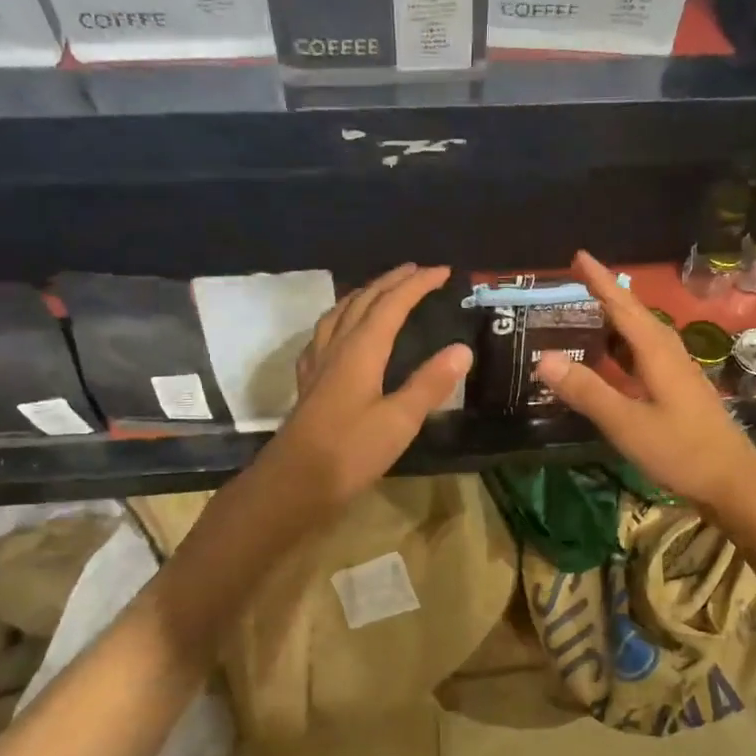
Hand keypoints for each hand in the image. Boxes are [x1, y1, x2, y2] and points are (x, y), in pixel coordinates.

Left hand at [264, 263, 471, 513]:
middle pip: (363, 302)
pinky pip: (324, 335)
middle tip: (416, 271)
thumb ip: (430, 383)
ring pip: (339, 314)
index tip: (443, 272)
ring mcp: (318, 365)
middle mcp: (336, 348)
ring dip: (363, 295)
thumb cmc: (349, 453)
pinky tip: (340, 334)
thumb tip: (462, 349)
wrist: (293, 484)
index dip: (417, 285)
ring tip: (380, 291)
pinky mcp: (309, 384)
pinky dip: (340, 320)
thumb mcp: (399, 421)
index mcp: (360, 351)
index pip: (392, 305)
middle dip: (391, 282)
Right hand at [534, 251, 755, 518]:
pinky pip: (646, 357)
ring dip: (616, 322)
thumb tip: (543, 358)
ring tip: (589, 314)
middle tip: (577, 282)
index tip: (579, 256)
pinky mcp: (680, 393)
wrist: (734, 483)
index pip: (624, 307)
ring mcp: (678, 374)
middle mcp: (670, 355)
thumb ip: (587, 391)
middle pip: (635, 316)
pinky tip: (614, 361)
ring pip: (643, 337)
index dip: (601, 281)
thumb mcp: (627, 423)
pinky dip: (624, 350)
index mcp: (658, 353)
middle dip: (607, 296)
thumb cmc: (681, 451)